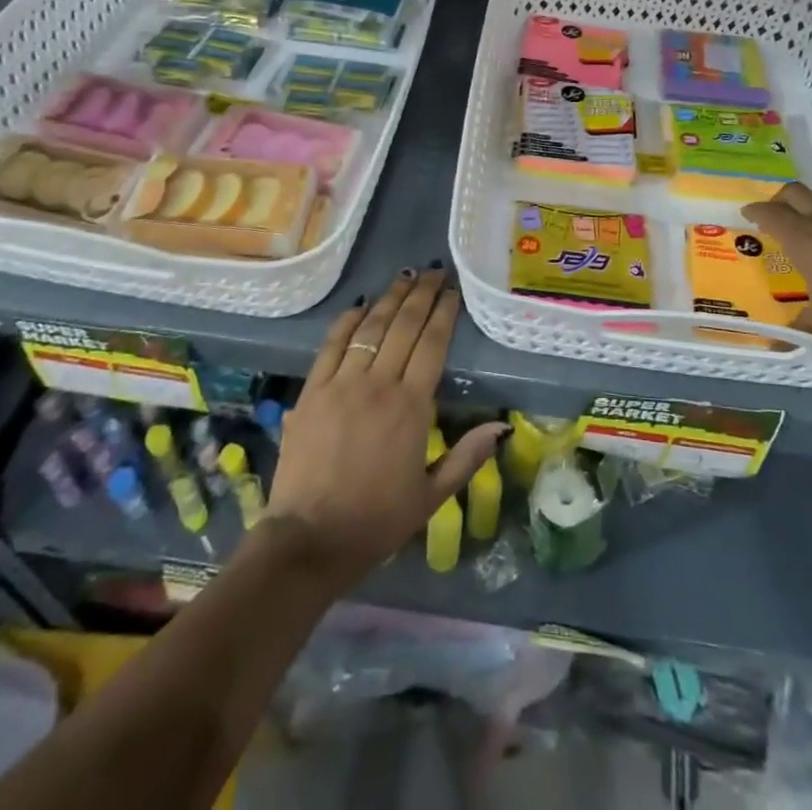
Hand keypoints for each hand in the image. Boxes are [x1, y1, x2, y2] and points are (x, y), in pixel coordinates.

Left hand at [267, 267, 505, 586]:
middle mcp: (378, 384)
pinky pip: (332, 344)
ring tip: (405, 277)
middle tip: (434, 271)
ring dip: (390, 298)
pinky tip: (359, 304)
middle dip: (422, 294)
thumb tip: (502, 426)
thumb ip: (467, 457)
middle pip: (404, 326)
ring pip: (370, 327)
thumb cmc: (376, 520)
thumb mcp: (431, 496)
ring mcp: (341, 383)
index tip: (452, 290)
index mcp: (411, 407)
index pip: (432, 344)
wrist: (310, 539)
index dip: (444, 313)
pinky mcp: (312, 390)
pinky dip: (347, 320)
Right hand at [743, 183, 811, 341]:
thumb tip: (773, 346)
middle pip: (796, 193)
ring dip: (810, 202)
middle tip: (772, 213)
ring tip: (805, 220)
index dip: (755, 211)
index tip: (745, 213)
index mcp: (804, 238)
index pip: (771, 213)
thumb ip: (799, 333)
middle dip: (779, 199)